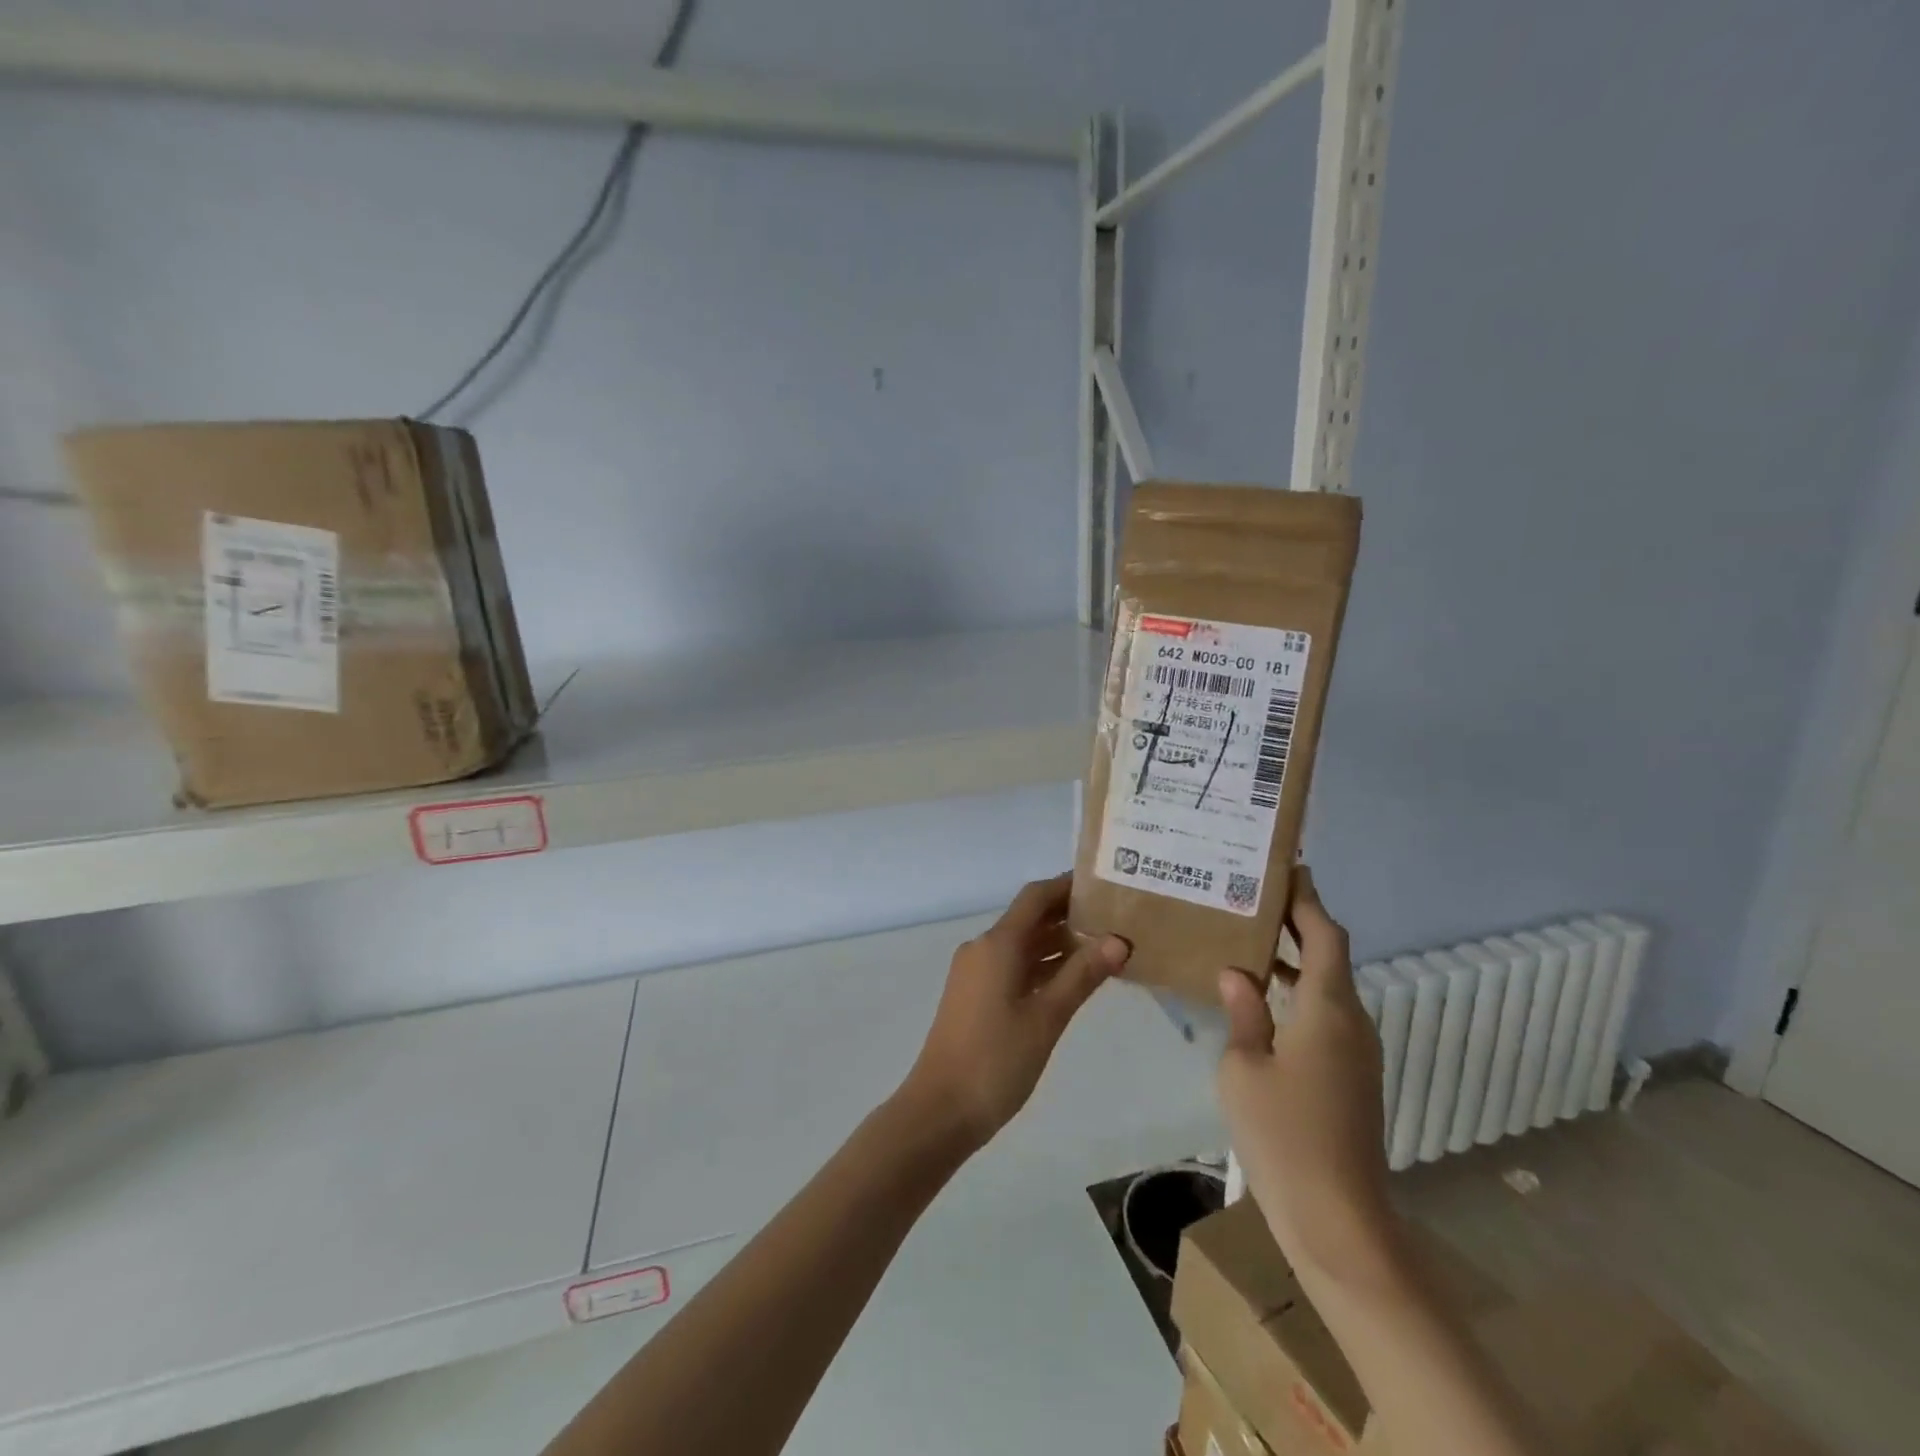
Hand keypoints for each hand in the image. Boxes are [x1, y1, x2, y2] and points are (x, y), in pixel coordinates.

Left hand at [900, 873, 1129, 1152]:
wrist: (941, 1109)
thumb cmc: (996, 1060)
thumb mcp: (1047, 1017)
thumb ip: (1082, 975)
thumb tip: (1119, 940)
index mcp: (997, 944)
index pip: (1036, 897)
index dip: (1067, 886)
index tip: (1104, 884)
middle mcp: (984, 948)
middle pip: (1030, 918)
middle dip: (1069, 915)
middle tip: (1116, 918)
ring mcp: (976, 973)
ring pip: (1023, 945)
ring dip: (1058, 943)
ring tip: (1105, 947)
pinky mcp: (976, 995)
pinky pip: (1014, 966)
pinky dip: (1043, 966)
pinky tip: (1073, 980)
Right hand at [1216, 866, 1395, 1283]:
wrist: (1339, 1221)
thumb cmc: (1285, 1135)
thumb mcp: (1244, 1068)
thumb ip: (1243, 1012)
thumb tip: (1236, 972)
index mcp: (1329, 1009)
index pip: (1326, 936)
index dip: (1308, 900)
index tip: (1285, 869)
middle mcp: (1351, 1021)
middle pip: (1329, 956)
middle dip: (1295, 924)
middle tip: (1249, 898)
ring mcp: (1355, 1051)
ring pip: (1325, 987)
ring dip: (1291, 961)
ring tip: (1243, 940)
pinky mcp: (1349, 1076)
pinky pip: (1323, 1016)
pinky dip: (1294, 994)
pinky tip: (1256, 1000)